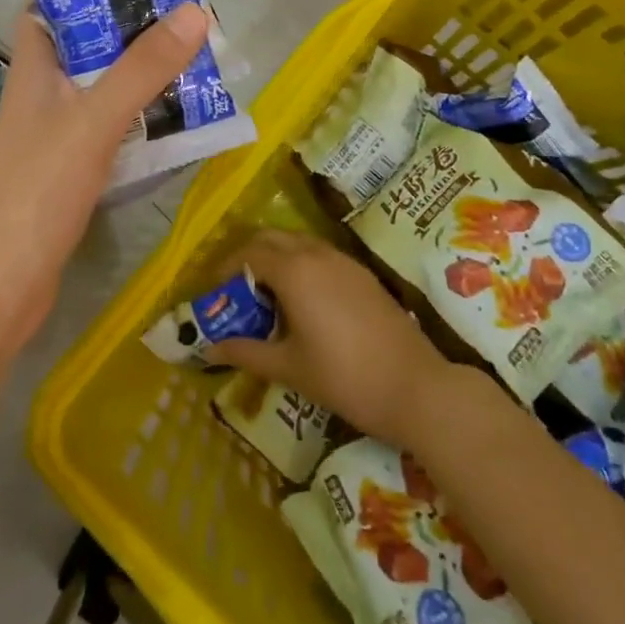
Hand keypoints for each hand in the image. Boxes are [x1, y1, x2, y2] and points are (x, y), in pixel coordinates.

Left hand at [0, 2, 209, 345]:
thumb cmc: (34, 191)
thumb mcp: (92, 120)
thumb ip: (142, 68)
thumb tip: (195, 12)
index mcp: (34, 71)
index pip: (48, 8)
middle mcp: (42, 97)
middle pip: (87, 48)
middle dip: (132, 31)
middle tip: (187, 18)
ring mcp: (55, 138)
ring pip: (103, 91)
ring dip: (142, 77)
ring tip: (196, 61)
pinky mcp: (70, 174)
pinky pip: (112, 132)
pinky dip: (141, 121)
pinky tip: (177, 122)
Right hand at [206, 230, 452, 449]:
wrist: (414, 386)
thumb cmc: (344, 377)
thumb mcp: (289, 368)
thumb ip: (246, 352)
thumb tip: (210, 348)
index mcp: (293, 271)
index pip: (248, 253)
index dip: (225, 268)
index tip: (214, 291)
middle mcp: (315, 253)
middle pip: (271, 238)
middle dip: (248, 256)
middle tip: (236, 290)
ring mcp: (343, 260)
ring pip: (298, 242)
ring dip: (276, 258)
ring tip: (267, 297)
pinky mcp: (362, 272)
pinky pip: (320, 254)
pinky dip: (301, 265)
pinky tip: (303, 301)